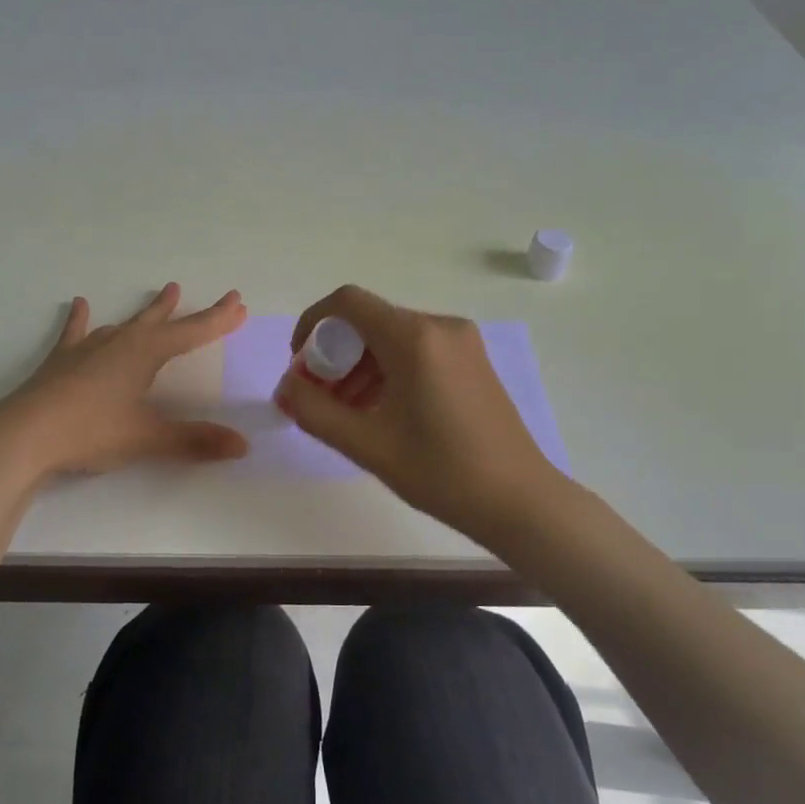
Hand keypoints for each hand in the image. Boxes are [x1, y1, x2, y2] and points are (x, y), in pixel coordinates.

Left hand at [0, 283, 250, 478]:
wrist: (24, 435)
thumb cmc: (91, 432)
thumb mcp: (147, 438)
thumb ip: (194, 441)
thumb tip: (242, 445)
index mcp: (145, 354)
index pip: (192, 332)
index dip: (218, 320)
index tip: (239, 303)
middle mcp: (120, 342)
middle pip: (163, 322)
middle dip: (192, 314)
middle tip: (218, 300)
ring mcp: (88, 349)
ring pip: (126, 324)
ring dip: (148, 312)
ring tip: (166, 293)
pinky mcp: (61, 361)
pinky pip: (76, 333)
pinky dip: (80, 319)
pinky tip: (79, 304)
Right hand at [276, 285, 566, 545]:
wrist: (520, 501)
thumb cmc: (442, 472)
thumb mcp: (367, 444)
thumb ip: (315, 411)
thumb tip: (284, 388)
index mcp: (414, 338)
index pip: (347, 302)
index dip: (312, 324)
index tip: (299, 363)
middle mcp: (440, 326)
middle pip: (369, 321)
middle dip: (334, 353)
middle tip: (319, 397)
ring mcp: (461, 342)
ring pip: (391, 337)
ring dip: (359, 365)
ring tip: (346, 412)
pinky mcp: (472, 360)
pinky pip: (416, 350)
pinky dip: (387, 370)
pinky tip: (381, 410)